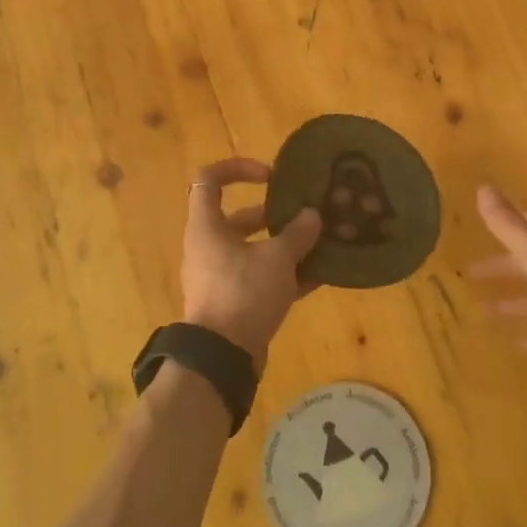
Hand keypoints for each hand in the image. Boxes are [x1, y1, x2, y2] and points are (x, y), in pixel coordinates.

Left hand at [181, 158, 322, 366]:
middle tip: (304, 215)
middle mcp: (207, 247)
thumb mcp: (277, 258)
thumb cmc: (243, 293)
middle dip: (274, 215)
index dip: (238, 169)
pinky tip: (318, 278)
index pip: (209, 179)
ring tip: (319, 244)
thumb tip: (312, 216)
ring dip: (283, 246)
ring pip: (252, 251)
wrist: (222, 357)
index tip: (270, 176)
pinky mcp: (232, 302)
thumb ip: (297, 234)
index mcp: (207, 227)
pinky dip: (284, 276)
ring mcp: (218, 276)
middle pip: (239, 218)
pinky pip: (259, 279)